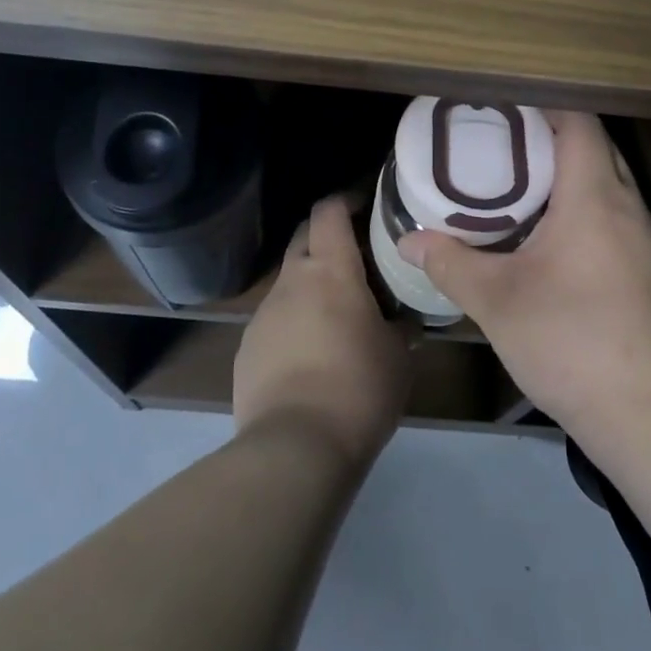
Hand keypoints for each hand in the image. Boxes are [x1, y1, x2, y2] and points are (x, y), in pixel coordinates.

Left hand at [234, 195, 411, 468]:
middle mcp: (290, 281)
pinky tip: (311, 357)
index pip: (328, 211)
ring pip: (288, 283)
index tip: (366, 207)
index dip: (346, 201)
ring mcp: (262, 315)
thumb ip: (401, 326)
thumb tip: (405, 319)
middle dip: (326, 238)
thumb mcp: (398, 356)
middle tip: (356, 258)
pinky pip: (274, 321)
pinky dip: (293, 324)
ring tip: (336, 316)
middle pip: (303, 238)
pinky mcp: (245, 349)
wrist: (294, 449)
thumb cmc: (358, 389)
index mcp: (329, 270)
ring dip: (310, 286)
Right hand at [398, 111, 650, 444]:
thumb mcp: (497, 301)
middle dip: (553, 138)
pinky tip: (557, 244)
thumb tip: (407, 241)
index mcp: (594, 196)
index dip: (545, 107)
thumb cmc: (572, 341)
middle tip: (504, 147)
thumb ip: (450, 263)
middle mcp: (629, 206)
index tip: (505, 110)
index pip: (579, 123)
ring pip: (611, 185)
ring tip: (524, 189)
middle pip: (597, 148)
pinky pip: (620, 218)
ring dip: (572, 177)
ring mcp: (649, 241)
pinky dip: (588, 211)